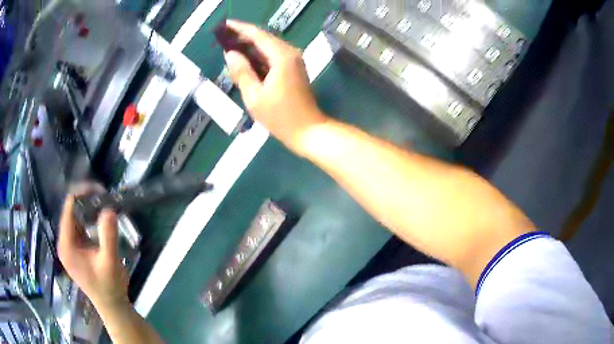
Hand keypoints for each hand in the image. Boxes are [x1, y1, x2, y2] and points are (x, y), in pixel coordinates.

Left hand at [58, 193, 129, 311]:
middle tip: (105, 198)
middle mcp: (64, 242)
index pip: (69, 208)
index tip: (101, 190)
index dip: (83, 194)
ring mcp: (69, 246)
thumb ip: (108, 236)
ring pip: (75, 217)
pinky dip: (89, 219)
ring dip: (88, 209)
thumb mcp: (110, 262)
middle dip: (87, 200)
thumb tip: (109, 209)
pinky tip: (100, 219)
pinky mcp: (76, 249)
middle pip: (71, 210)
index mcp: (66, 245)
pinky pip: (79, 226)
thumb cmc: (110, 287)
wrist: (113, 307)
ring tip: (104, 205)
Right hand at [224, 20, 327, 153]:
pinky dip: (259, 56)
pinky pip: (273, 56)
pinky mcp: (294, 68)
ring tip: (231, 47)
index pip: (258, 35)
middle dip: (244, 36)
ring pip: (269, 46)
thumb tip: (230, 54)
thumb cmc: (280, 116)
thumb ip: (241, 72)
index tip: (225, 25)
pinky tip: (246, 60)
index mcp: (281, 56)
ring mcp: (294, 60)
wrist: (308, 130)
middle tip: (224, 38)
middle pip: (264, 38)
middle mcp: (290, 53)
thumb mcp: (254, 96)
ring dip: (251, 46)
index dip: (240, 28)